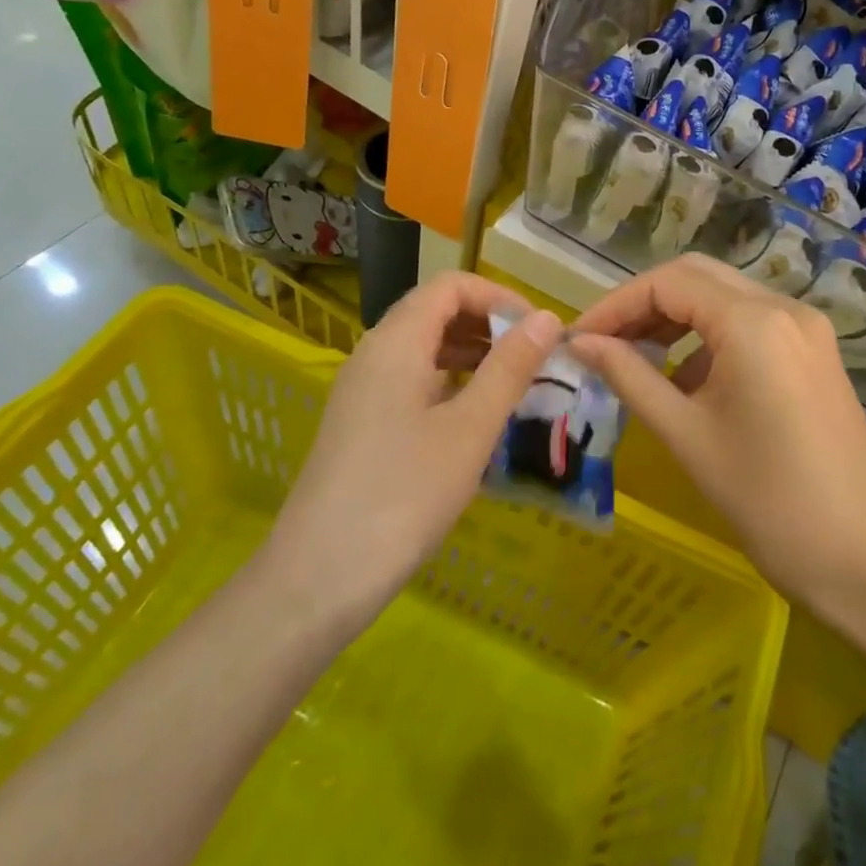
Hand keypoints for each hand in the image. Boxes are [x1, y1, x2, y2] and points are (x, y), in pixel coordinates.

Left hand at [262, 273, 561, 636]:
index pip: (451, 286)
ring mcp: (362, 389)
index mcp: (396, 342)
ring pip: (423, 347)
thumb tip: (546, 317)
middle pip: (435, 311)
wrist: (318, 579)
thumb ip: (510, 368)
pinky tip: (474, 418)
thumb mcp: (470, 430)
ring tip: (513, 385)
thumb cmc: (403, 495)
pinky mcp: (360, 422)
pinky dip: (449, 382)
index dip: (499, 296)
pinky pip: (411, 380)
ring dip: (471, 353)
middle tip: (533, 359)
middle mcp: (374, 353)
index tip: (538, 331)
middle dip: (488, 324)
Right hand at [570, 256, 865, 627]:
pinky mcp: (814, 352)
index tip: (578, 339)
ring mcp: (806, 328)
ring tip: (635, 359)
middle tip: (604, 342)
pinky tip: (687, 380)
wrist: (865, 559)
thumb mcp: (686, 435)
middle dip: (644, 303)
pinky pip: (751, 323)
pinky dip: (710, 337)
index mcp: (753, 322)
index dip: (615, 305)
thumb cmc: (767, 501)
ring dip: (676, 317)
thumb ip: (629, 377)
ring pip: (725, 297)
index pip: (668, 283)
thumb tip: (581, 343)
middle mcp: (784, 308)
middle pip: (697, 277)